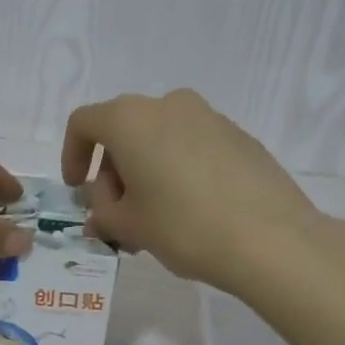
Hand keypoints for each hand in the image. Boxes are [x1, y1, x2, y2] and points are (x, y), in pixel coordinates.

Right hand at [62, 89, 322, 292]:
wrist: (271, 239)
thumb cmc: (183, 227)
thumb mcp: (130, 226)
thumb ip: (104, 214)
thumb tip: (102, 212)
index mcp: (131, 119)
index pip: (84, 123)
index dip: (72, 156)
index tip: (79, 190)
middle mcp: (168, 104)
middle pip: (124, 130)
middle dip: (113, 172)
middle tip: (118, 215)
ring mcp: (209, 116)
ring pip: (160, 138)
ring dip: (146, 172)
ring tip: (155, 219)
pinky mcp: (239, 136)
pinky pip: (193, 145)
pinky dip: (178, 169)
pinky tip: (191, 210)